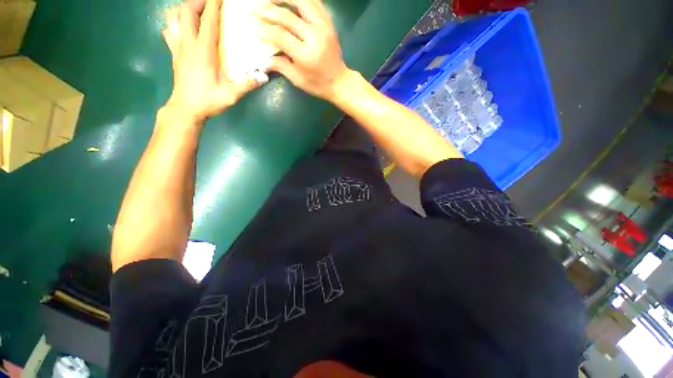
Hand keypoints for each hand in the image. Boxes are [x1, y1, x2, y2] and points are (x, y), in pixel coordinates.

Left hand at [162, 0, 267, 123]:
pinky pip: (169, 30)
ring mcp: (177, 47)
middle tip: (210, 1)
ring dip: (183, 8)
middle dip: (197, 1)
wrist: (185, 110)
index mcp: (202, 52)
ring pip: (173, 17)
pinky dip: (175, 22)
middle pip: (186, 11)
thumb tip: (264, 76)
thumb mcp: (230, 96)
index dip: (214, 5)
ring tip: (195, 9)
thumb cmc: (208, 102)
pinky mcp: (173, 53)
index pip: (208, 22)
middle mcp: (187, 44)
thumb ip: (247, 85)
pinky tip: (184, 26)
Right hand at [258, 0, 350, 101]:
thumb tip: (262, 60)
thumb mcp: (298, 80)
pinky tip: (291, 1)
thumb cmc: (318, 84)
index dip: (265, 31)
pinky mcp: (329, 23)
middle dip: (267, 10)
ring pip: (302, 1)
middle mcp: (314, 37)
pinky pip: (315, 2)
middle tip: (254, 8)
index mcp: (305, 55)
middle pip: (287, 16)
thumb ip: (280, 66)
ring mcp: (324, 27)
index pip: (280, 35)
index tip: (255, 30)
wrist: (340, 81)